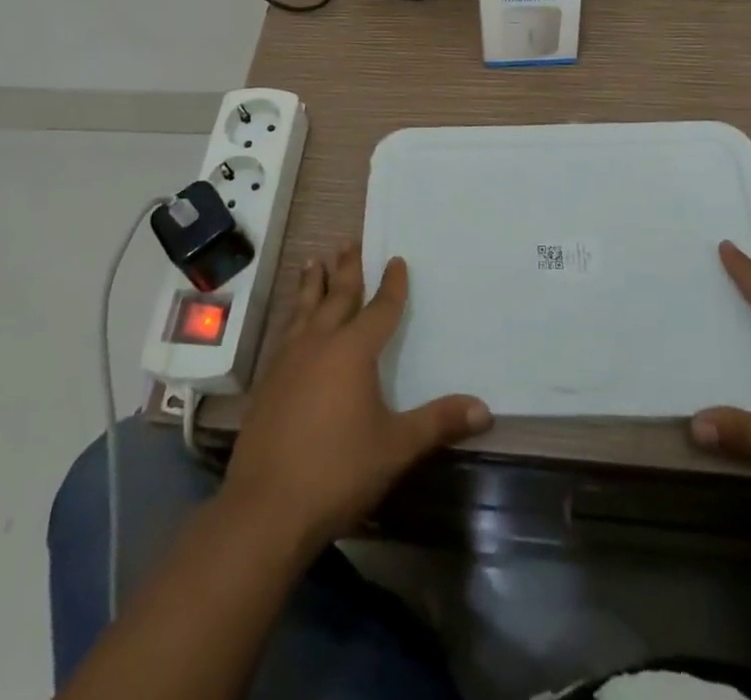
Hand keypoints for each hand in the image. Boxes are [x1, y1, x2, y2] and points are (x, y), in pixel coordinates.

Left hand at [221, 245, 491, 549]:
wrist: (266, 507)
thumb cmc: (338, 471)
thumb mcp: (396, 447)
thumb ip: (437, 423)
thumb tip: (484, 409)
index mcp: (353, 352)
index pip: (379, 309)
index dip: (392, 285)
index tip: (396, 260)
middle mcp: (319, 344)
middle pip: (336, 297)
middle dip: (346, 270)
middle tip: (348, 243)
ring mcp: (288, 361)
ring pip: (303, 309)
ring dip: (311, 284)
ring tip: (313, 261)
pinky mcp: (267, 382)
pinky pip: (284, 333)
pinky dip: (292, 315)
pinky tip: (291, 322)